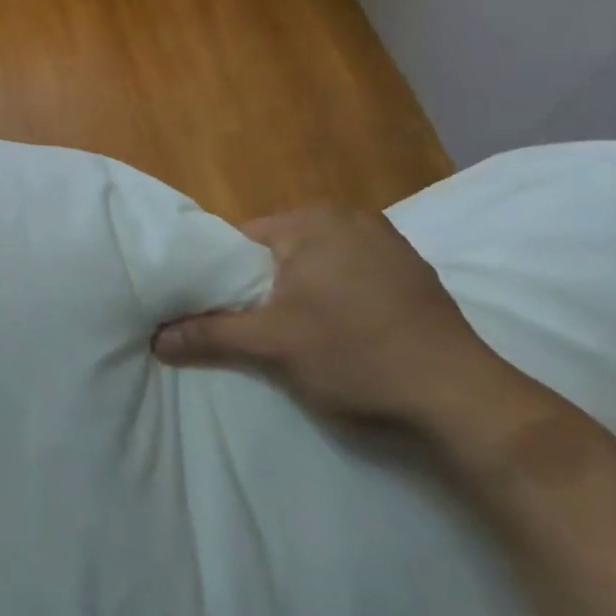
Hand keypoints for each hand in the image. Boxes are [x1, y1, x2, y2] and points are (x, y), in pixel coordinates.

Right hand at [152, 205, 511, 432]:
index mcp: (312, 219)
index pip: (240, 240)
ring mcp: (387, 243)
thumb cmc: (355, 355)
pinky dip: (333, 298)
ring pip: (313, 265)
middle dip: (259, 287)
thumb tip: (154, 338)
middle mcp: (349, 217)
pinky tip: (337, 333)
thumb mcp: (271, 345)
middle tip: (248, 328)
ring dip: (296, 294)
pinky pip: (348, 275)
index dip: (218, 277)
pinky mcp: (411, 272)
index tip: (209, 311)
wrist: (461, 399)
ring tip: (290, 334)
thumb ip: (208, 333)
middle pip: (277, 252)